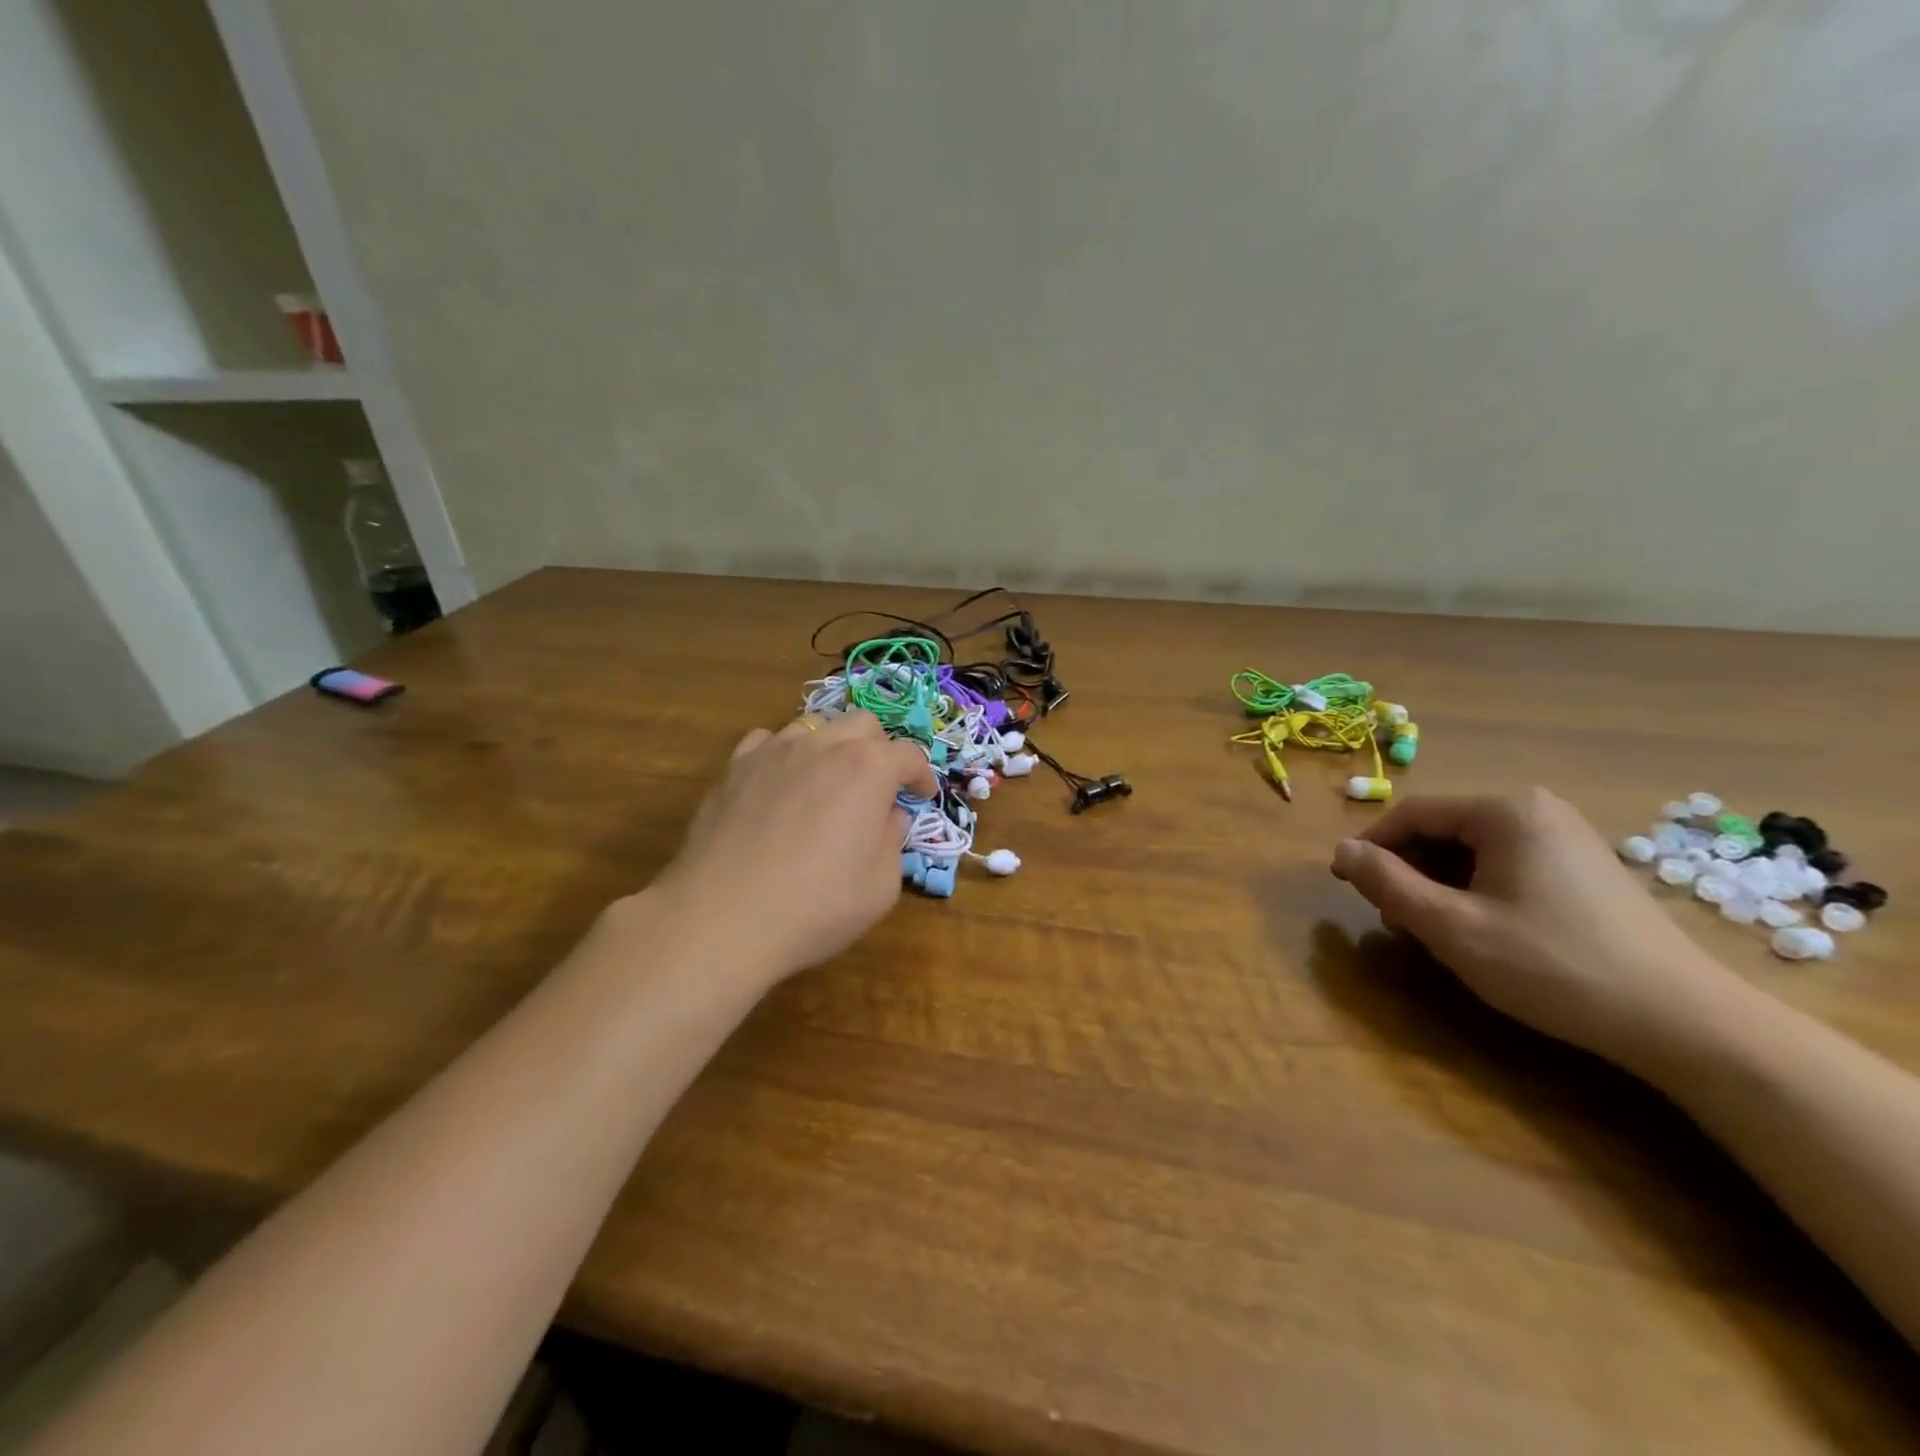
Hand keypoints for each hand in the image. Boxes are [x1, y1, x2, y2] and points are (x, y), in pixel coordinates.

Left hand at [648, 711, 936, 986]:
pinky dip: (785, 755)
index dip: (922, 776)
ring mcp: (774, 751)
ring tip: (828, 783)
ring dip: (833, 747)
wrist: (723, 918)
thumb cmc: (817, 906)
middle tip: (877, 789)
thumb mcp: (881, 886)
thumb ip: (893, 840)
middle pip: (863, 725)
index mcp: (869, 768)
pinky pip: (768, 741)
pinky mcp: (735, 767)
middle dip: (880, 751)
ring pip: (815, 725)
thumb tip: (889, 816)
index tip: (921, 797)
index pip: (909, 754)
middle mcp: (823, 745)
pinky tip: (781, 784)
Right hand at [1329, 788, 1751, 1074]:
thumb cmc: (1553, 966)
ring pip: (1473, 850)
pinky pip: (1507, 865)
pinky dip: (1477, 890)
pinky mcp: (1585, 868)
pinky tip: (1482, 931)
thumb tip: (1341, 850)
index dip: (1371, 846)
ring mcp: (1567, 838)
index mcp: (1505, 811)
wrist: (1684, 1023)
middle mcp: (1537, 810)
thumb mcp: (1452, 926)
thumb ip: (1387, 883)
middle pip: (1443, 829)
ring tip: (1433, 931)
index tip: (1345, 884)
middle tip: (1394, 919)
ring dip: (1439, 884)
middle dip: (1408, 871)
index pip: (1412, 813)